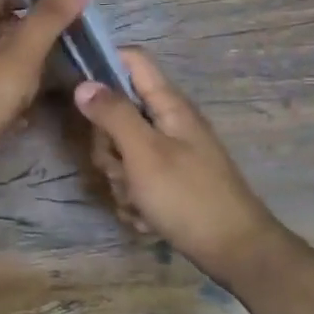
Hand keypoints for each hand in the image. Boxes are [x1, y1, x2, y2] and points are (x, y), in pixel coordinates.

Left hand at [0, 0, 90, 171]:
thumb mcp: (22, 53)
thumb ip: (50, 16)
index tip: (68, 13)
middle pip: (5, 24)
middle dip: (37, 34)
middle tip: (71, 47)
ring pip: (2, 57)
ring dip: (29, 64)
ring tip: (59, 78)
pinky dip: (15, 90)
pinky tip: (33, 108)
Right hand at [74, 49, 282, 284]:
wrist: (236, 253)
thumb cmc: (188, 196)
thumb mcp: (144, 152)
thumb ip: (113, 115)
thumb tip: (83, 83)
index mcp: (168, 104)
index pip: (132, 60)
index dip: (103, 64)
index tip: (78, 91)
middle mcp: (168, 123)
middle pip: (118, 113)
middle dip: (109, 145)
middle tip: (121, 167)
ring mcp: (169, 154)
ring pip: (122, 152)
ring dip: (121, 180)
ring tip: (138, 201)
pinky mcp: (169, 183)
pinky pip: (135, 181)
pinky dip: (134, 200)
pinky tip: (146, 217)